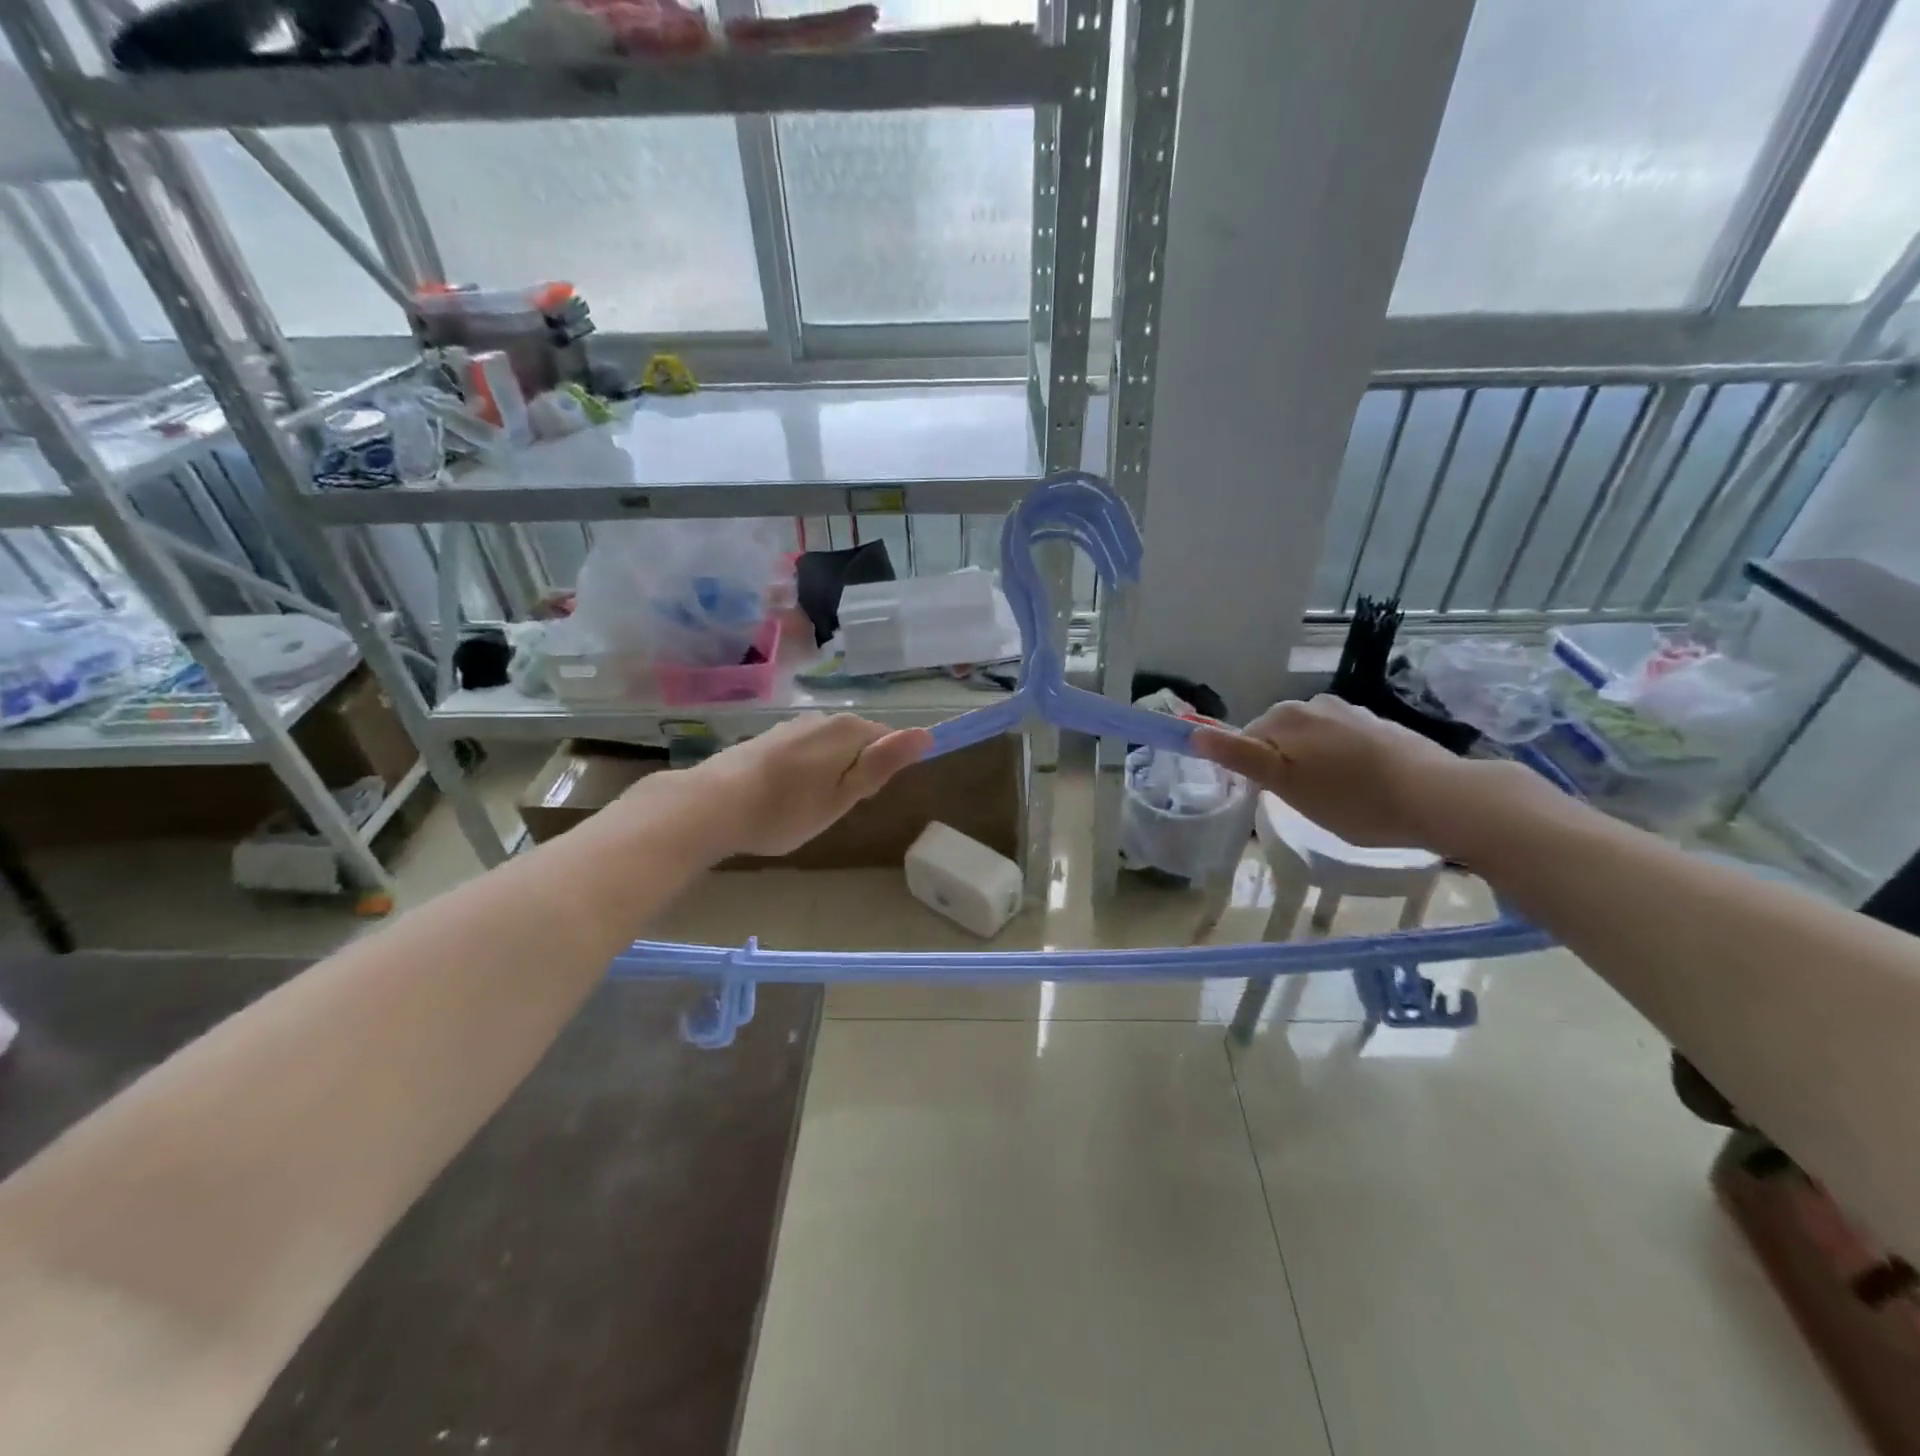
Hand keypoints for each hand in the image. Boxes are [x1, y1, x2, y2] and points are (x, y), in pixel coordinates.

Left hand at [669, 712, 932, 859]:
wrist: (712, 805)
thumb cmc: (787, 808)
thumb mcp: (844, 794)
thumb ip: (884, 763)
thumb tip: (926, 734)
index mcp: (849, 729)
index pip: (888, 742)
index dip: (879, 774)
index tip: (857, 801)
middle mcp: (823, 718)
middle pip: (858, 744)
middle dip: (853, 774)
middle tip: (830, 808)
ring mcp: (793, 725)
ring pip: (829, 749)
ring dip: (827, 774)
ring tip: (804, 807)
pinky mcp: (769, 737)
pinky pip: (803, 752)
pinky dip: (802, 772)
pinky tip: (782, 796)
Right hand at [1191, 695, 1518, 854]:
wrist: (1440, 798)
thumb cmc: (1354, 800)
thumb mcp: (1286, 785)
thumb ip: (1240, 757)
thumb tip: (1194, 732)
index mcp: (1285, 717)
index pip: (1244, 742)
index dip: (1253, 774)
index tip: (1272, 802)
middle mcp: (1314, 703)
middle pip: (1277, 739)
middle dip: (1282, 768)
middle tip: (1303, 805)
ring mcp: (1349, 711)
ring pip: (1310, 742)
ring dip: (1311, 767)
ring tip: (1334, 801)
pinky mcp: (1378, 725)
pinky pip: (1340, 743)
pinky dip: (1340, 763)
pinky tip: (1360, 788)